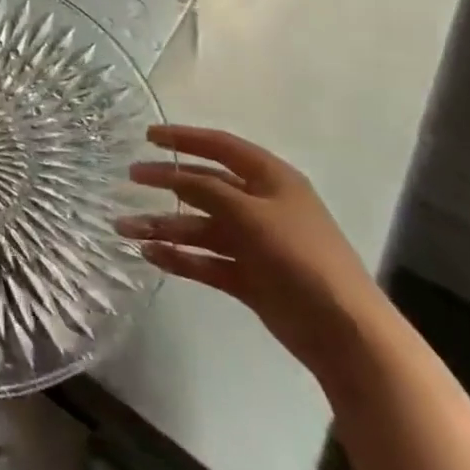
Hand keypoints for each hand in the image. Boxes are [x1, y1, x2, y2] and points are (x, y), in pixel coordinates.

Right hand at [118, 127, 389, 378]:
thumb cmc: (300, 258)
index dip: (184, 138)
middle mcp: (261, 206)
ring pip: (200, 227)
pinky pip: (205, 260)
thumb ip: (206, 190)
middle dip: (166, 183)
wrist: (344, 333)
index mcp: (271, 179)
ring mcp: (255, 243)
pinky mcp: (249, 277)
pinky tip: (151, 255)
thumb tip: (171, 174)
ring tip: (125, 230)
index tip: (147, 136)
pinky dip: (180, 257)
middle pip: (205, 186)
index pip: (221, 147)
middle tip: (130, 179)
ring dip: (164, 226)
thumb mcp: (251, 214)